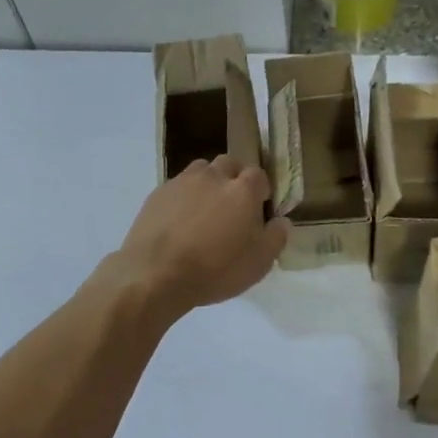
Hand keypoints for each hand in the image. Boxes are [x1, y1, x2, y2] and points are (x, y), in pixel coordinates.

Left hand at [110, 156, 288, 322]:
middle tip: (233, 205)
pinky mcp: (158, 193)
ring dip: (208, 183)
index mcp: (242, 190)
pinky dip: (184, 197)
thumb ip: (276, 237)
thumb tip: (281, 221)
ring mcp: (182, 182)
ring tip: (206, 210)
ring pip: (201, 170)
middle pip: (229, 164)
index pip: (259, 175)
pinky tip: (180, 221)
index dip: (261, 190)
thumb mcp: (259, 262)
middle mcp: (213, 177)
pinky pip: (178, 187)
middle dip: (235, 178)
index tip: (260, 208)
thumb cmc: (215, 269)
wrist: (156, 273)